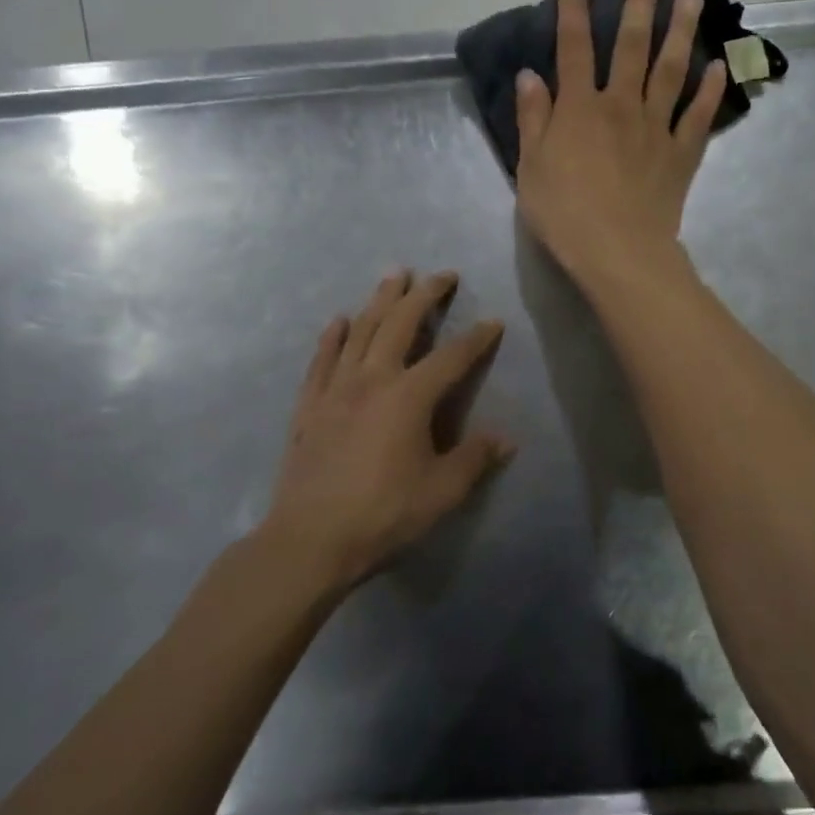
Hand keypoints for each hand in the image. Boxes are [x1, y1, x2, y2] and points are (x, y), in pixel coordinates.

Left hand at [262, 270, 511, 587]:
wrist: (311, 539)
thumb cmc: (384, 514)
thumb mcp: (442, 492)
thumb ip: (474, 459)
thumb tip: (506, 439)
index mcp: (409, 397)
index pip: (451, 357)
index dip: (476, 339)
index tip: (494, 322)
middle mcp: (372, 380)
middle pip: (400, 324)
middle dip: (424, 295)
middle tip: (442, 275)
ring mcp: (336, 389)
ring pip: (360, 331)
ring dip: (380, 300)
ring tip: (394, 275)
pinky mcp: (309, 406)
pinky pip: (321, 360)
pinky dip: (332, 336)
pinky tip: (339, 320)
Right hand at [514, 0, 727, 289]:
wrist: (617, 251)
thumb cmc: (564, 213)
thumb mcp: (531, 168)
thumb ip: (533, 119)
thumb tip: (530, 76)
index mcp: (580, 109)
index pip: (574, 50)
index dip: (573, 14)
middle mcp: (621, 106)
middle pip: (631, 47)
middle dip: (638, 6)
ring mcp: (656, 127)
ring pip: (672, 70)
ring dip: (682, 31)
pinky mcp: (681, 154)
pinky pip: (698, 116)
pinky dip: (711, 92)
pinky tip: (720, 68)